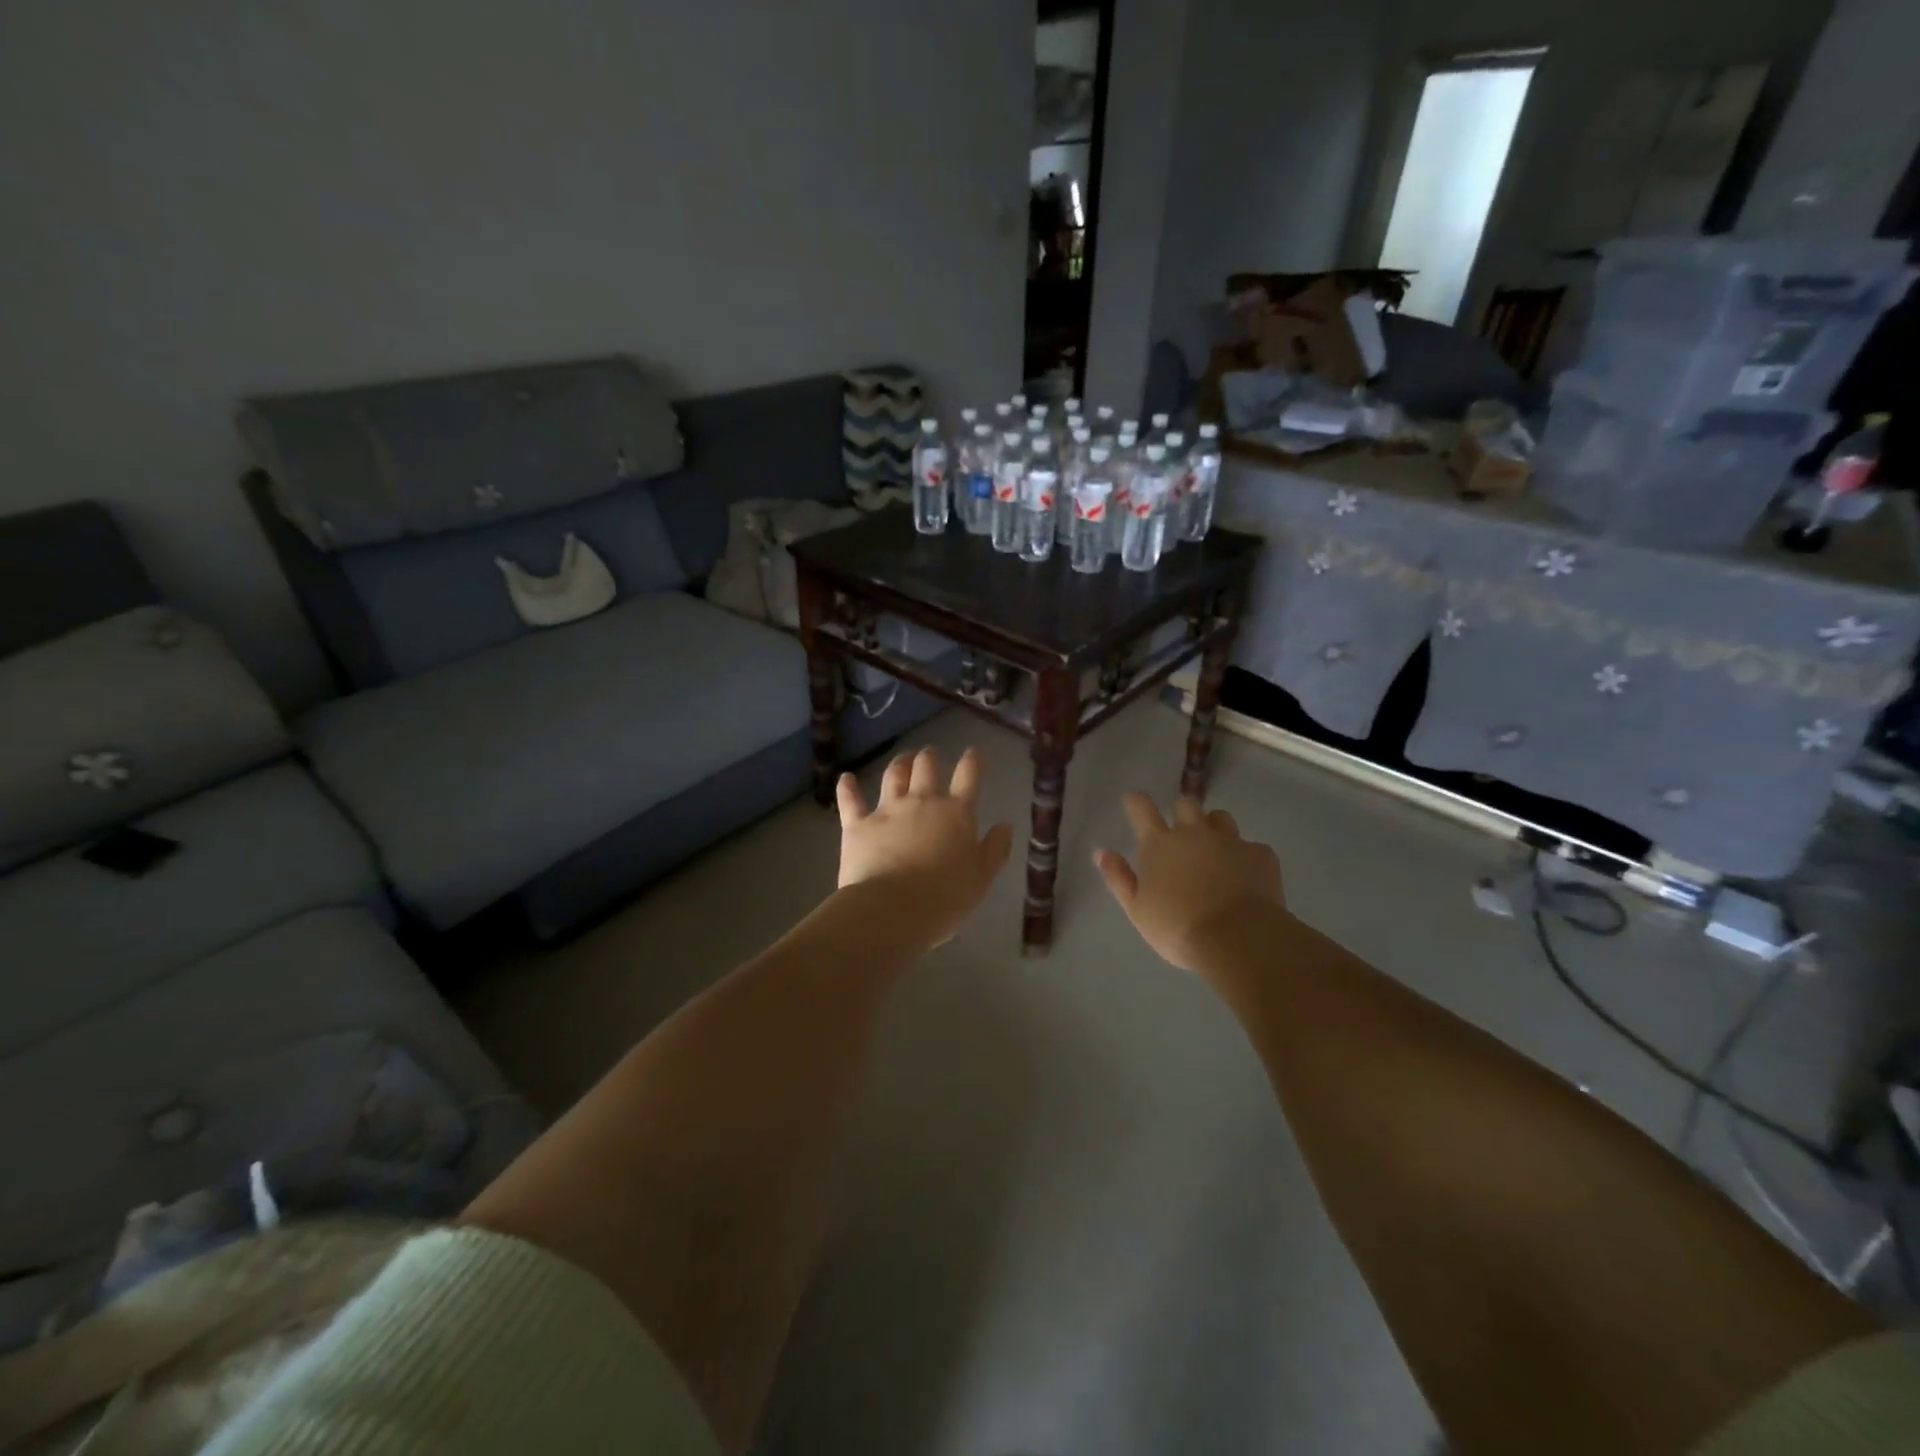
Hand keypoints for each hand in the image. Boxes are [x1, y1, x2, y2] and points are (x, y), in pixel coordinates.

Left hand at [836, 747, 1013, 947]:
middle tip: (930, 756)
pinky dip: (848, 787)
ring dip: (900, 763)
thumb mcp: (981, 878)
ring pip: (893, 775)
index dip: (972, 760)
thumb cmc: (944, 898)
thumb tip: (1005, 825)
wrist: (892, 909)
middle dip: (930, 757)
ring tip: (903, 759)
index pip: (969, 776)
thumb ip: (995, 849)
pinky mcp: (857, 824)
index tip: (974, 753)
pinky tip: (846, 778)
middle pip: (926, 766)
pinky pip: (851, 799)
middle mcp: (922, 802)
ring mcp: (887, 810)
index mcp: (956, 813)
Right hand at [1095, 793, 1284, 972]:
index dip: (1136, 802)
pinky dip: (1245, 857)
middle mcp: (1194, 832)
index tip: (1134, 801)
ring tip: (1216, 852)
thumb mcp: (1137, 909)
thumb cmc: (1177, 927)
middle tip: (1182, 835)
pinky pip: (1251, 847)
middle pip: (1186, 804)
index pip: (1142, 808)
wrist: (1238, 939)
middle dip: (1182, 813)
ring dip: (1214, 828)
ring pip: (1221, 818)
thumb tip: (1101, 851)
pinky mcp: (1261, 855)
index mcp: (1159, 844)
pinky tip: (1247, 878)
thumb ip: (1118, 877)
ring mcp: (1230, 841)